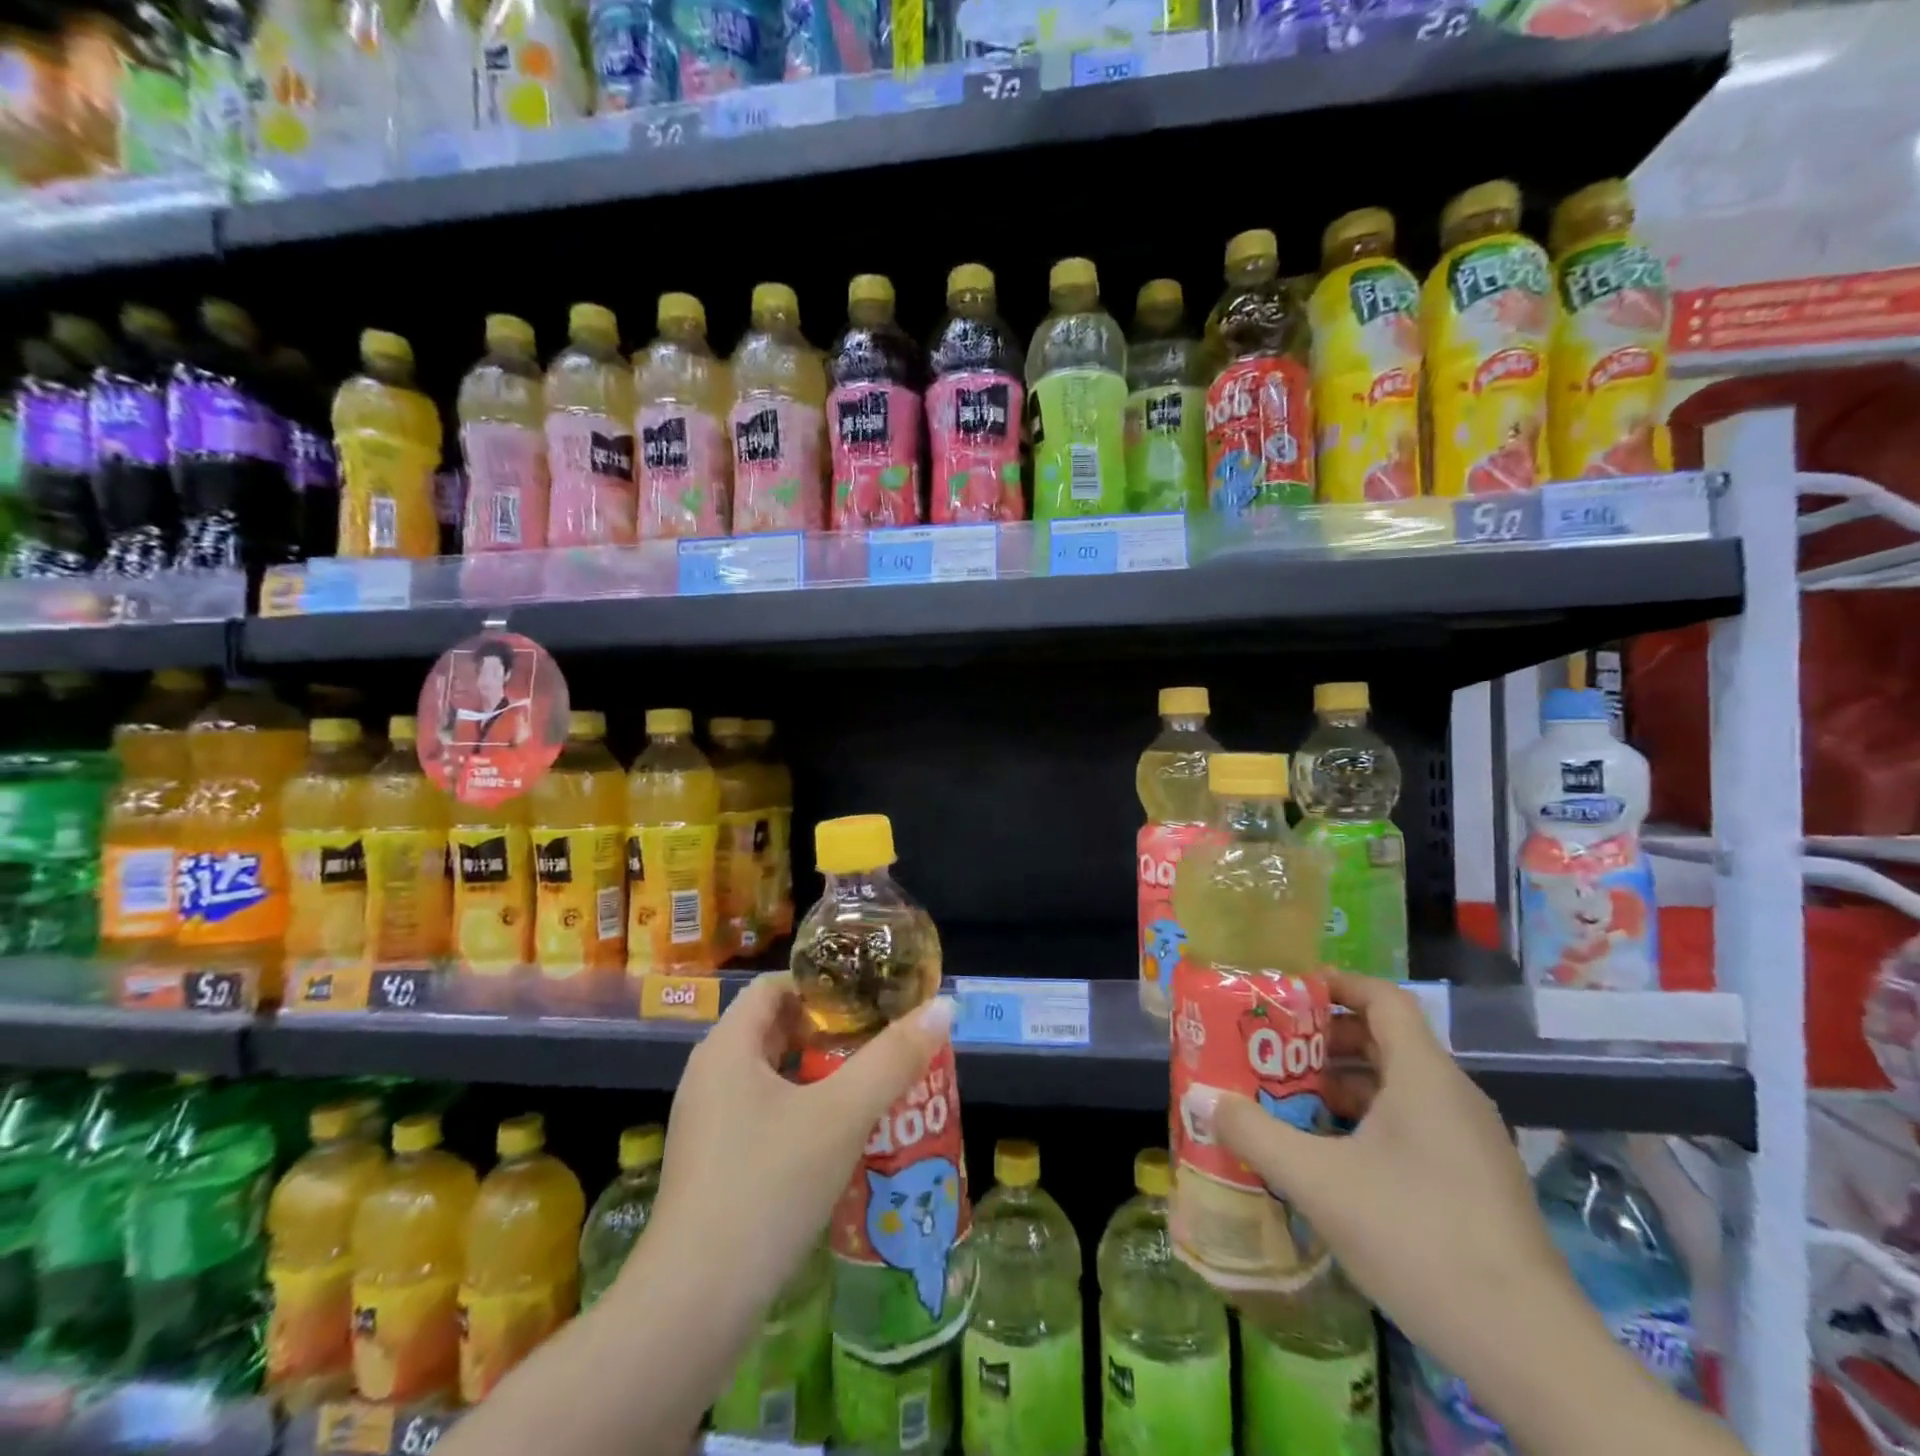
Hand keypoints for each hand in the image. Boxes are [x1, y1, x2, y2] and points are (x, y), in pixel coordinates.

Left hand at [631, 972, 957, 1322]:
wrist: (693, 1309)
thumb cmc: (768, 1187)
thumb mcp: (842, 1115)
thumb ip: (894, 1058)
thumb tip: (944, 1007)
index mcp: (727, 1047)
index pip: (774, 986)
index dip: (822, 984)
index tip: (869, 997)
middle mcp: (709, 1076)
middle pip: (773, 1029)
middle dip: (828, 1031)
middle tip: (880, 1039)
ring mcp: (705, 1124)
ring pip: (769, 1077)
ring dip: (818, 1074)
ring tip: (870, 1084)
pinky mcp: (710, 1167)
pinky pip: (760, 1115)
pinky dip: (800, 1112)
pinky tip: (837, 1140)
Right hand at [1200, 973, 1583, 1361]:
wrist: (1528, 1349)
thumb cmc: (1417, 1237)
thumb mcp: (1318, 1181)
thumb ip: (1255, 1133)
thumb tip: (1201, 1099)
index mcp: (1424, 1075)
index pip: (1382, 997)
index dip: (1336, 984)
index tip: (1288, 991)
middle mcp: (1452, 1096)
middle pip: (1385, 1040)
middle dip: (1324, 1040)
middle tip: (1272, 1050)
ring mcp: (1470, 1141)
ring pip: (1398, 1086)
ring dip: (1343, 1085)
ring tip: (1290, 1101)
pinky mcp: (1476, 1181)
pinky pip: (1414, 1124)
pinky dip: (1369, 1122)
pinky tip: (1332, 1156)